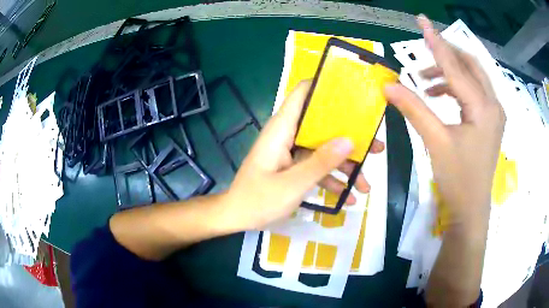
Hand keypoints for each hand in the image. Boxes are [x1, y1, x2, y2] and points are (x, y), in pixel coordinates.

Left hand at [225, 80, 383, 229]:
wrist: (237, 217)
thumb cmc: (257, 200)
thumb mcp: (292, 185)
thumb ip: (320, 163)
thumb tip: (349, 140)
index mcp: (282, 129)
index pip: (303, 93)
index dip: (326, 87)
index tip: (354, 93)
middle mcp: (288, 134)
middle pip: (323, 125)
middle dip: (350, 136)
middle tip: (376, 147)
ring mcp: (291, 151)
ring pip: (323, 149)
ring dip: (345, 166)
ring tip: (366, 185)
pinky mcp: (293, 166)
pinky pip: (316, 166)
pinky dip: (330, 179)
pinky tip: (347, 197)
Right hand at [384, 15, 504, 225]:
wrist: (471, 210)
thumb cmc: (457, 179)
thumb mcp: (435, 142)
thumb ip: (414, 108)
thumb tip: (388, 85)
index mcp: (483, 107)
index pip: (456, 65)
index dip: (436, 42)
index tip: (421, 20)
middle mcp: (493, 104)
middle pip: (470, 64)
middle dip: (446, 55)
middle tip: (422, 56)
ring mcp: (494, 113)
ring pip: (473, 78)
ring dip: (449, 73)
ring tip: (425, 82)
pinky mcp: (490, 121)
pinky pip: (474, 92)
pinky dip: (456, 88)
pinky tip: (440, 95)